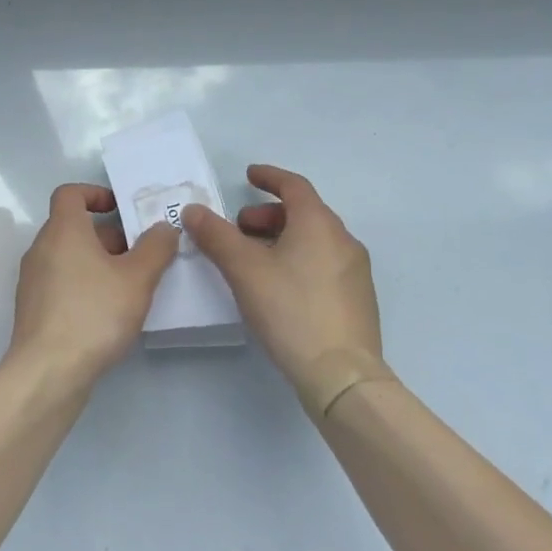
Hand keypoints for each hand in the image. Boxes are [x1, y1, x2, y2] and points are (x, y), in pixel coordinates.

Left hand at [7, 183, 179, 389]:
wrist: (48, 372)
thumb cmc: (93, 314)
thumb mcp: (137, 279)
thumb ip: (155, 248)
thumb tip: (163, 227)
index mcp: (63, 230)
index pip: (70, 193)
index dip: (96, 193)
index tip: (121, 209)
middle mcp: (41, 248)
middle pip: (73, 227)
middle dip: (109, 235)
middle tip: (141, 254)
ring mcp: (33, 280)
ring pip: (69, 257)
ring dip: (99, 262)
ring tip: (131, 285)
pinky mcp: (33, 309)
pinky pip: (62, 282)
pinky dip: (84, 284)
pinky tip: (109, 312)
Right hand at [181, 165, 381, 388]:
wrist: (342, 375)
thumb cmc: (290, 310)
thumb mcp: (244, 269)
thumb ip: (216, 235)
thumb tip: (193, 210)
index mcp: (319, 223)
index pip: (294, 185)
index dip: (269, 177)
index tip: (248, 176)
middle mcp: (343, 239)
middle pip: (304, 213)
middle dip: (268, 215)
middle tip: (240, 229)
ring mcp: (355, 271)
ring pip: (314, 240)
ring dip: (282, 238)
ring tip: (253, 261)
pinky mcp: (357, 299)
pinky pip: (323, 263)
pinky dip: (298, 259)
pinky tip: (278, 287)